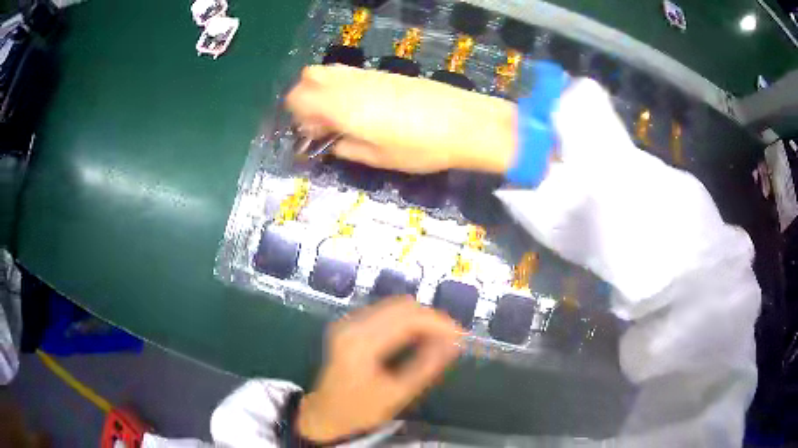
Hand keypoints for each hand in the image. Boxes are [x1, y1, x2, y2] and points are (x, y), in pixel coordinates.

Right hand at [286, 65, 516, 173]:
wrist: (465, 123)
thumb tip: (331, 143)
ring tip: (343, 116)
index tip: (314, 135)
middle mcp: (350, 84)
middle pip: (309, 77)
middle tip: (324, 123)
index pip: (298, 98)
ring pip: (329, 71)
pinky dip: (344, 86)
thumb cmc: (421, 148)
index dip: (298, 117)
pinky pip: (351, 73)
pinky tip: (364, 106)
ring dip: (324, 91)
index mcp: (342, 107)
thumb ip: (346, 148)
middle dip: (306, 98)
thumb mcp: (379, 158)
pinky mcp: (386, 73)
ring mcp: (369, 75)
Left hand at [297, 297, 463, 442]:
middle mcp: (352, 325)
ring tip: (440, 338)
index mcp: (361, 343)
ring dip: (420, 318)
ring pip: (394, 306)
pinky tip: (418, 337)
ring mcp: (348, 322)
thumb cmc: (359, 410)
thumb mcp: (396, 393)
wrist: (325, 414)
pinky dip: (406, 321)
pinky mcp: (349, 326)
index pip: (407, 318)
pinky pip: (385, 313)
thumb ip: (426, 366)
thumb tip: (454, 344)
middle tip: (453, 337)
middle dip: (431, 318)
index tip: (460, 335)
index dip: (438, 323)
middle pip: (401, 306)